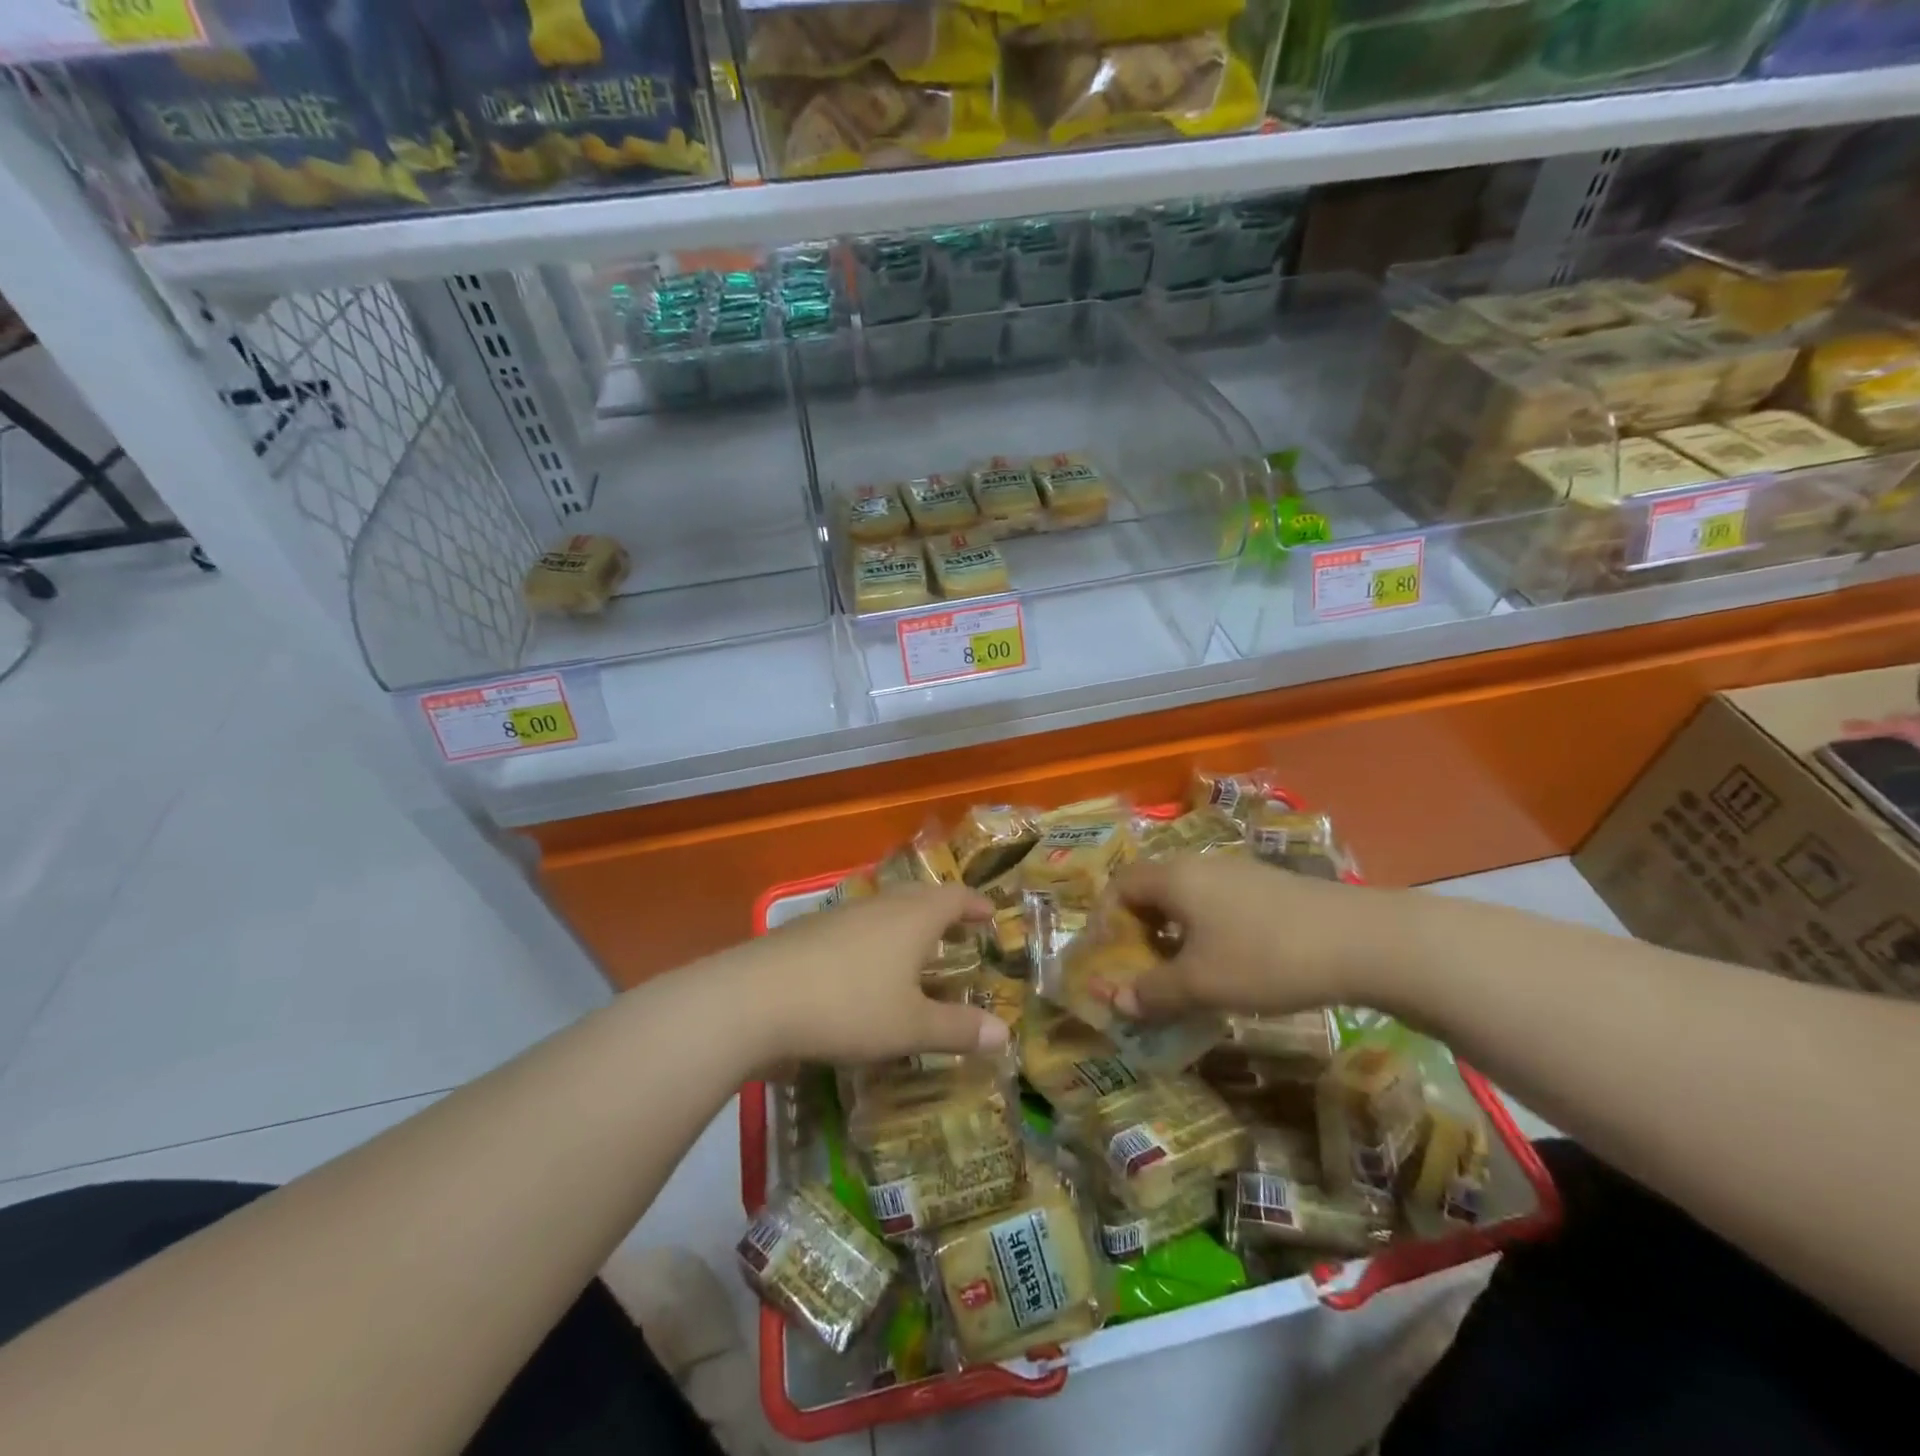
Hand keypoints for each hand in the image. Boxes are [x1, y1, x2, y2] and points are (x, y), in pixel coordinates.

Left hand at [715, 885, 1008, 1064]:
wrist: (755, 998)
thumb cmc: (848, 1007)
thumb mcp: (909, 1027)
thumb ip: (957, 1029)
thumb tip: (1006, 1034)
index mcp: (912, 918)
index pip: (954, 897)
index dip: (975, 904)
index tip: (991, 914)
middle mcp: (879, 906)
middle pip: (919, 896)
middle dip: (942, 909)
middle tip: (958, 928)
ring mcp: (839, 915)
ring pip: (884, 909)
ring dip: (906, 922)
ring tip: (914, 948)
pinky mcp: (808, 931)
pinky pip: (855, 925)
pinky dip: (873, 937)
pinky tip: (863, 966)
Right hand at [1107, 854, 1396, 1021]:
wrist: (1361, 940)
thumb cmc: (1264, 957)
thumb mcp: (1201, 984)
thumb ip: (1152, 992)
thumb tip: (1114, 1001)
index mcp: (1173, 878)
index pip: (1119, 886)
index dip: (1106, 921)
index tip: (1112, 961)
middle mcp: (1199, 865)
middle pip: (1151, 889)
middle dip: (1139, 930)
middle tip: (1144, 971)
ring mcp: (1237, 872)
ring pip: (1187, 898)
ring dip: (1174, 933)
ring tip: (1185, 974)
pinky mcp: (1268, 886)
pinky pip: (1217, 903)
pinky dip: (1206, 930)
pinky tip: (1230, 964)